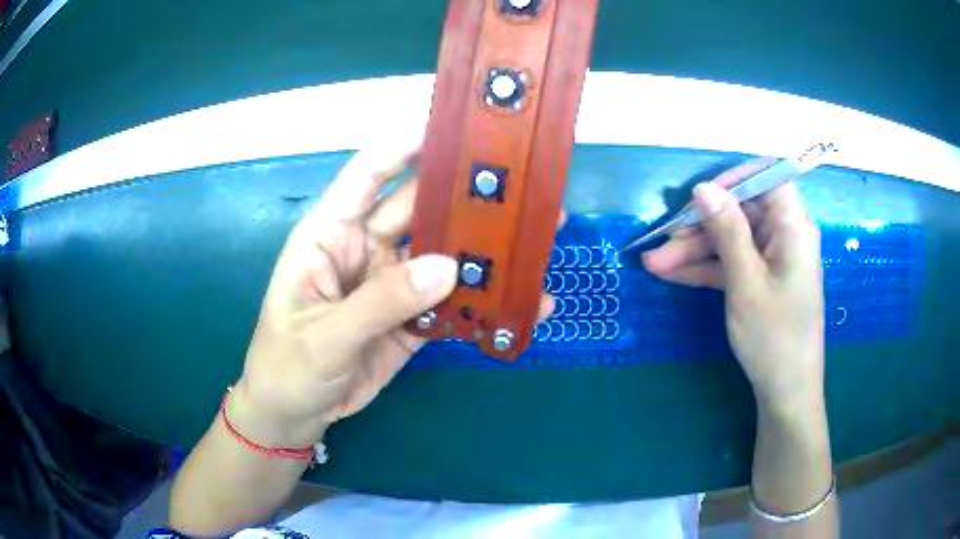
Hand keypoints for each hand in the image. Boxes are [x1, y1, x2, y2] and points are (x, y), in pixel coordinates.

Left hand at [234, 142, 555, 445]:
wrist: (294, 415)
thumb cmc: (288, 366)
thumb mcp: (326, 335)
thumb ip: (382, 302)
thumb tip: (448, 267)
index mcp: (330, 235)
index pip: (367, 175)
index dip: (405, 148)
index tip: (452, 129)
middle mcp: (364, 249)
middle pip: (418, 210)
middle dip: (462, 196)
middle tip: (516, 184)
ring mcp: (391, 284)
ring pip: (441, 255)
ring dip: (481, 249)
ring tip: (532, 237)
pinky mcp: (411, 319)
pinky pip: (450, 303)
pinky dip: (482, 301)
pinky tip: (520, 298)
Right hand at [643, 162, 824, 409]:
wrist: (786, 393)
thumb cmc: (774, 337)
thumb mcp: (746, 283)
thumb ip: (727, 231)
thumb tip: (703, 188)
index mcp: (793, 228)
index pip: (768, 179)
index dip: (735, 180)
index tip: (700, 196)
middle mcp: (785, 237)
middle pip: (742, 213)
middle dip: (701, 226)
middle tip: (662, 242)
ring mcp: (772, 260)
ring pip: (731, 240)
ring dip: (695, 251)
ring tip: (654, 264)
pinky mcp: (762, 280)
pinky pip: (732, 264)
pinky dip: (706, 269)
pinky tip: (672, 275)